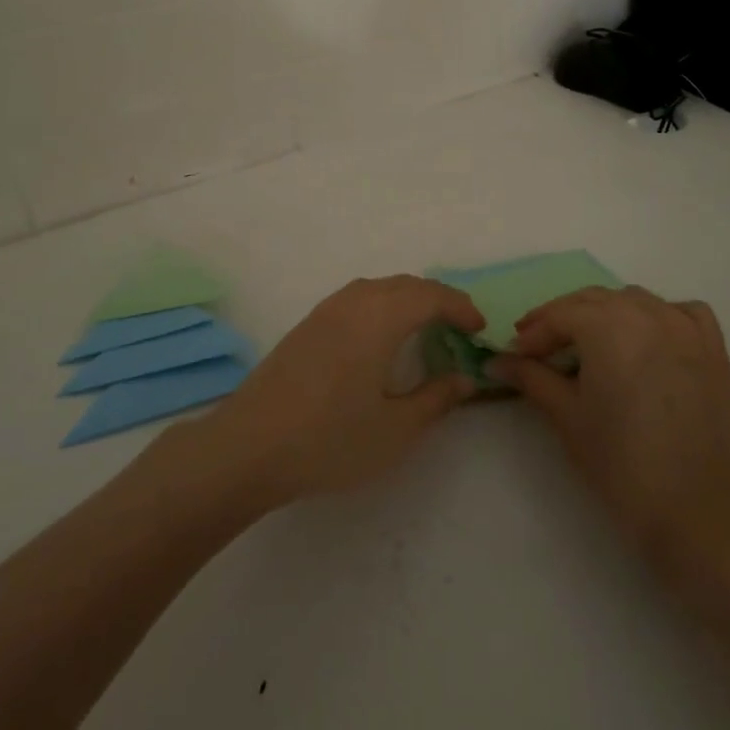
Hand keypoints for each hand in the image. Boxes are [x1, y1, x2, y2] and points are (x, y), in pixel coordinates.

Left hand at [195, 276, 483, 507]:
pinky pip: (357, 297)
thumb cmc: (330, 439)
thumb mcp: (395, 429)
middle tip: (459, 327)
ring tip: (425, 328)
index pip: (431, 295)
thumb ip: (436, 399)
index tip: (479, 329)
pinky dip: (382, 304)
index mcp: (380, 317)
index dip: (460, 307)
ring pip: (379, 287)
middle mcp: (354, 301)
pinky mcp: (307, 324)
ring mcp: (326, 310)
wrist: (250, 445)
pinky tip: (380, 336)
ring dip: (408, 298)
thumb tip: (464, 378)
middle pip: (405, 284)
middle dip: (437, 298)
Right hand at [489, 286, 729, 585]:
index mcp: (608, 325)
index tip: (515, 353)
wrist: (697, 514)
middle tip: (541, 347)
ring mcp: (686, 328)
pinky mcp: (715, 350)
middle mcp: (647, 313)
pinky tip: (649, 338)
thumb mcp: (566, 416)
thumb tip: (497, 361)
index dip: (533, 333)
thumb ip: (531, 377)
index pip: (559, 315)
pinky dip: (661, 315)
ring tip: (591, 345)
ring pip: (635, 300)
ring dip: (607, 314)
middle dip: (564, 319)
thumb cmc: (621, 464)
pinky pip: (683, 312)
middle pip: (593, 300)